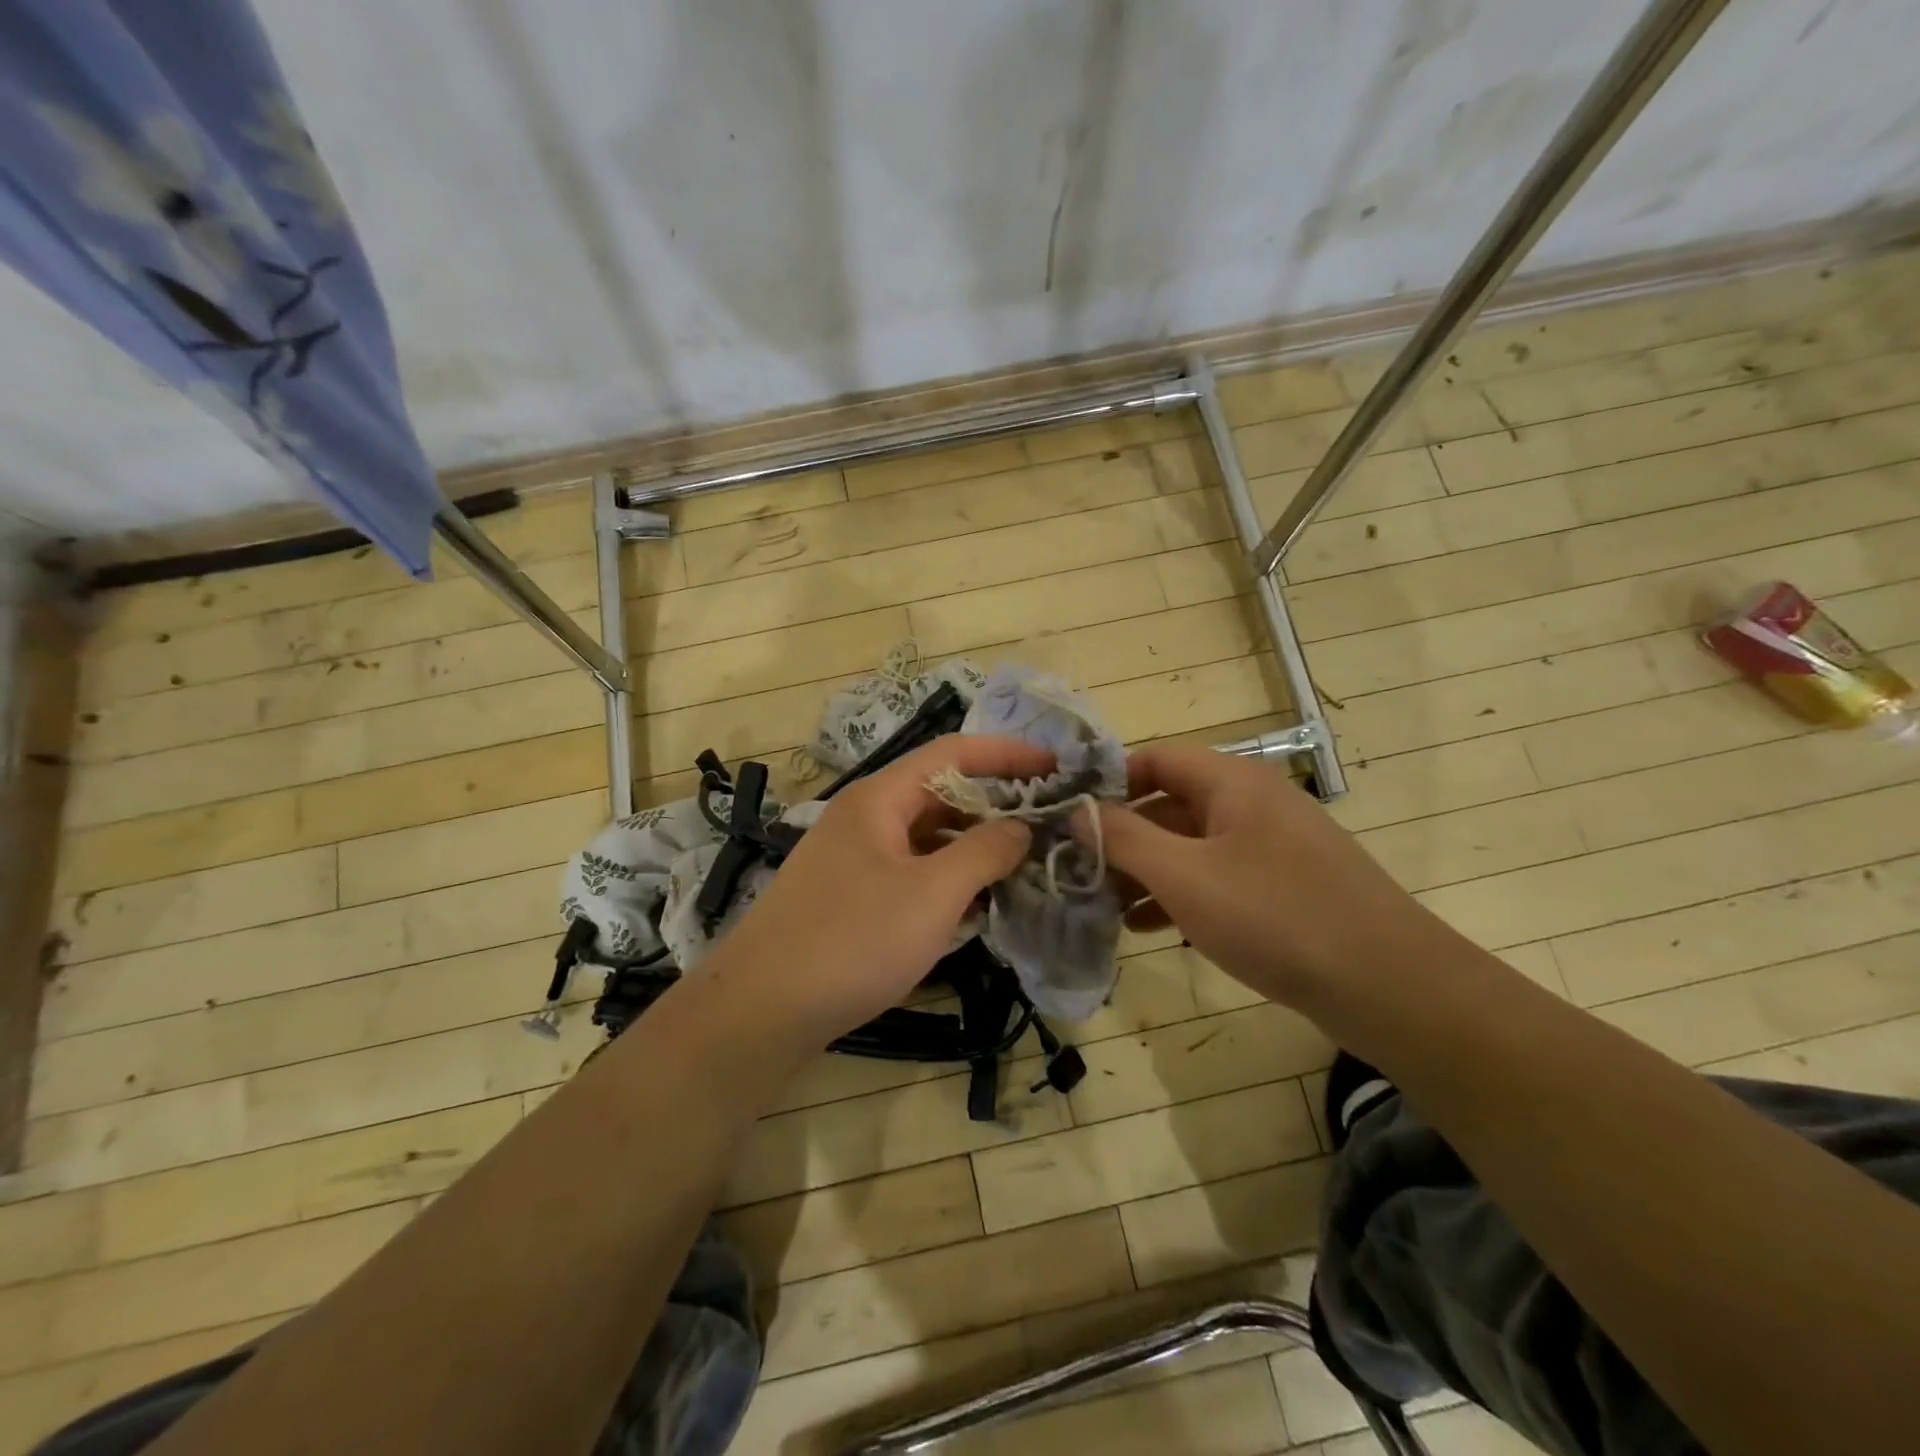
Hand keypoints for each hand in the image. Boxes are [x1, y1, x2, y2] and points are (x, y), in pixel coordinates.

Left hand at [704, 734, 1052, 1049]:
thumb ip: (984, 852)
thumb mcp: (931, 894)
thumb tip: (1022, 826)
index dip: (1007, 753)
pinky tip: (977, 904)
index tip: (1056, 765)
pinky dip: (948, 878)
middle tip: (1048, 821)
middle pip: (940, 792)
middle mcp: (866, 817)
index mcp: (880, 798)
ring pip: (927, 835)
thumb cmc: (852, 941)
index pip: (952, 753)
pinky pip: (912, 870)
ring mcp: (856, 857)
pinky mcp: (852, 895)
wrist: (761, 1010)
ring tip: (1023, 862)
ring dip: (974, 844)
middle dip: (995, 803)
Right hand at [1094, 745, 1462, 1013]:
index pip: (1153, 759)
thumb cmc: (1275, 917)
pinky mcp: (1283, 886)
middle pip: (1169, 803)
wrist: (1390, 986)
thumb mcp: (1184, 876)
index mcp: (1231, 782)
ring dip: (1146, 870)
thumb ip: (1124, 838)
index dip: (1106, 782)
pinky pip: (1216, 876)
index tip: (1066, 816)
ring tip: (1103, 905)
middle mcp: (1251, 802)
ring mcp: (1271, 845)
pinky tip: (1150, 927)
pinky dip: (1180, 894)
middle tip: (1078, 869)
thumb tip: (1076, 811)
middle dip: (1121, 836)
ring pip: (1190, 845)